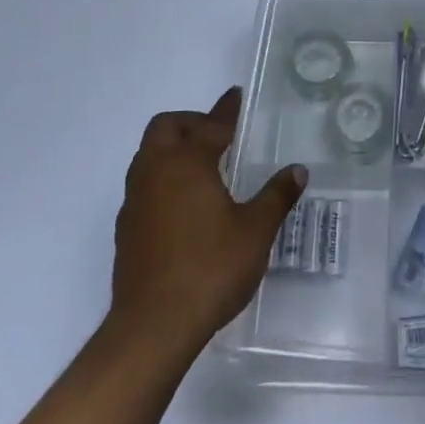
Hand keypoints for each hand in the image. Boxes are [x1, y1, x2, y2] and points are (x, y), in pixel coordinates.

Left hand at [109, 89, 308, 354]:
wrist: (153, 327)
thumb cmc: (210, 268)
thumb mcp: (256, 231)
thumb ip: (276, 196)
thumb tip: (297, 170)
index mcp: (186, 163)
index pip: (209, 125)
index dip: (226, 110)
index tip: (236, 96)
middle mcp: (155, 172)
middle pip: (166, 128)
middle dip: (192, 123)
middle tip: (219, 136)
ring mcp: (135, 201)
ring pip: (149, 156)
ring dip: (174, 150)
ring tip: (205, 167)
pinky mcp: (127, 229)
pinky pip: (144, 185)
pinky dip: (164, 179)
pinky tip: (186, 205)